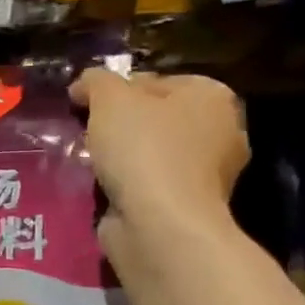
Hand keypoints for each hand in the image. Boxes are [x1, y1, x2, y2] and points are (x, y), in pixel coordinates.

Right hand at [70, 68, 249, 248]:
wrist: (160, 224)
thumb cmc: (143, 149)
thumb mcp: (109, 98)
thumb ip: (95, 82)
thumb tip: (84, 85)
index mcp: (212, 96)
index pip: (155, 80)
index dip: (115, 88)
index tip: (83, 103)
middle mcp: (220, 131)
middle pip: (155, 117)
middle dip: (119, 123)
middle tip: (85, 130)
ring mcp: (209, 173)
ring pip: (151, 152)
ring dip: (121, 155)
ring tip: (88, 160)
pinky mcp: (189, 206)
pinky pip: (150, 183)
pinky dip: (127, 183)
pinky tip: (103, 186)